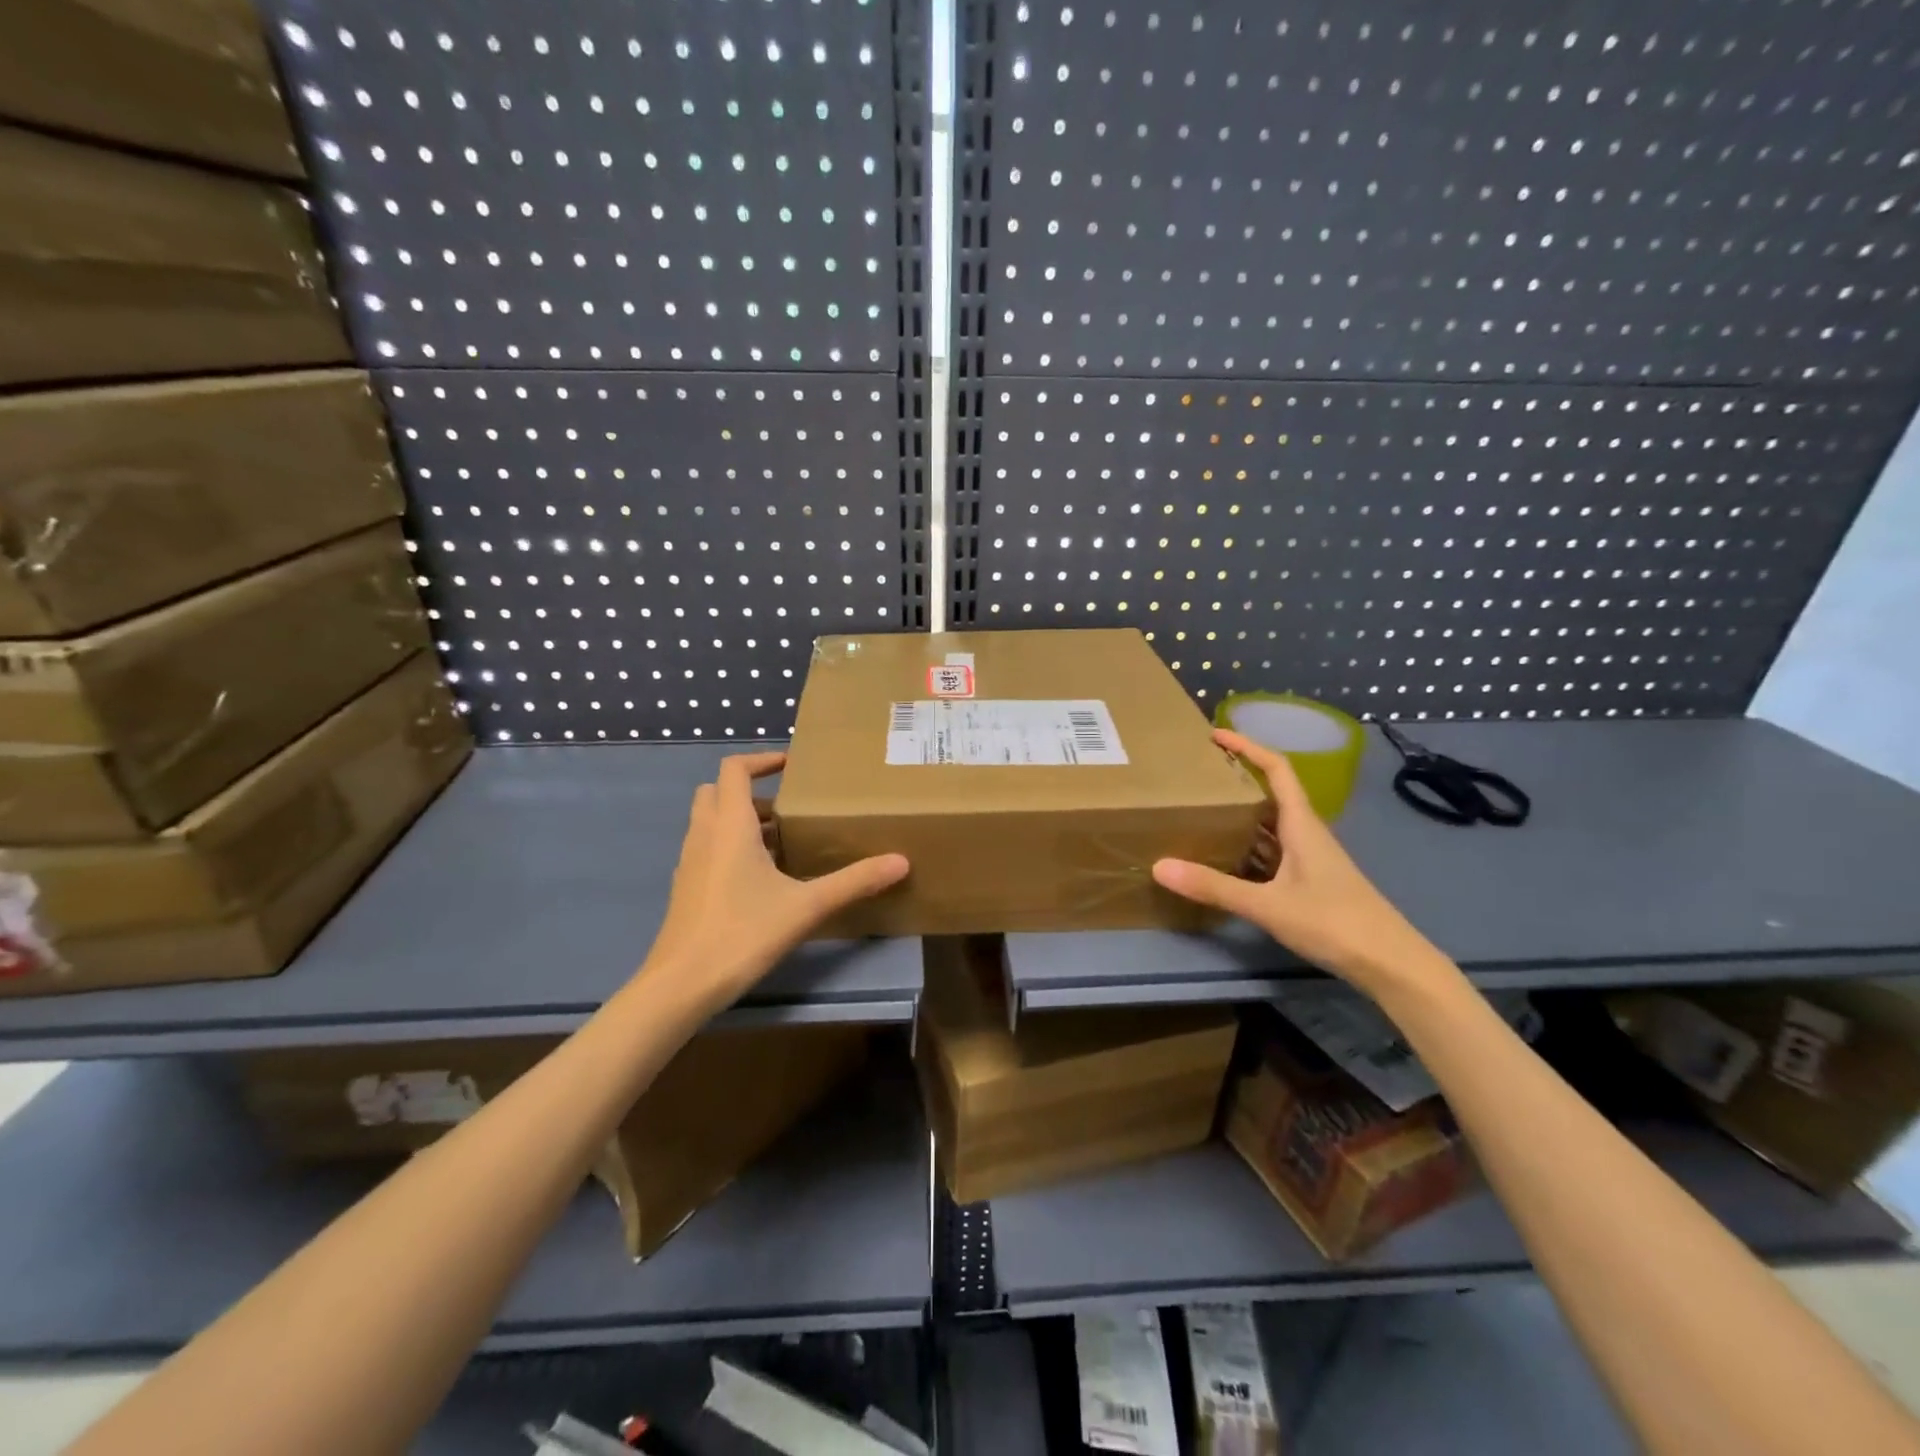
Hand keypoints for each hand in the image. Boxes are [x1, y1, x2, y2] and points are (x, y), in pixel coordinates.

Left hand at [645, 752, 908, 1012]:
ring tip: (783, 842)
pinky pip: (708, 849)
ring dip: (741, 821)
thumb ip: (854, 882)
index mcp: (729, 826)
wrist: (681, 985)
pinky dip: (731, 847)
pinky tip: (762, 879)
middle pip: (717, 791)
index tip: (792, 766)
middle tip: (788, 809)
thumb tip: (901, 862)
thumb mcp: (806, 906)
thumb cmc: (742, 933)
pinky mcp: (686, 888)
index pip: (734, 769)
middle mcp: (704, 835)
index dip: (761, 759)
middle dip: (750, 791)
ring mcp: (690, 862)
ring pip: (711, 822)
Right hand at [1152, 729, 1450, 999]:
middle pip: (1270, 795)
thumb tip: (1159, 867)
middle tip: (1196, 777)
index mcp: (1301, 825)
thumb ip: (1214, 886)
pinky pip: (1271, 854)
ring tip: (1199, 813)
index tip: (1215, 736)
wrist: (1390, 964)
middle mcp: (1305, 834)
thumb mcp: (1267, 905)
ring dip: (1239, 817)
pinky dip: (1246, 850)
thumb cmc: (1334, 922)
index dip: (1247, 747)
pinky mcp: (1309, 883)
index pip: (1276, 769)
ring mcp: (1309, 860)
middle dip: (1236, 781)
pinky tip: (1222, 861)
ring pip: (1269, 827)